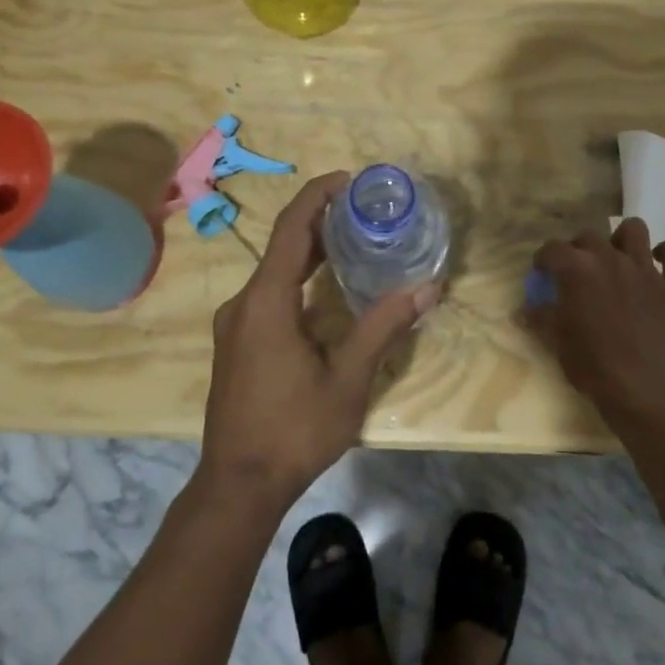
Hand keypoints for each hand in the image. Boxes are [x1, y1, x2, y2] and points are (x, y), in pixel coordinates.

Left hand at [200, 172, 433, 505]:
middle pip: (282, 245)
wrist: (238, 484)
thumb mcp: (348, 378)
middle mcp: (243, 303)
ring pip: (275, 271)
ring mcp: (235, 324)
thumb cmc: (295, 430)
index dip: (317, 196)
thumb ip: (384, 327)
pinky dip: (298, 278)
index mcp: (266, 302)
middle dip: (321, 221)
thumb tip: (429, 288)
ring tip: (354, 239)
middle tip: (365, 210)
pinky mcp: (237, 342)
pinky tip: (328, 288)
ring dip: (311, 251)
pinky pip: (269, 293)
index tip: (349, 180)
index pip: (291, 229)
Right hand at [530, 219, 664, 424]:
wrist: (642, 389)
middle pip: (590, 236)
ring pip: (634, 230)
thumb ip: (540, 319)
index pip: (553, 249)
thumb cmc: (592, 365)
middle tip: (578, 270)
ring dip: (622, 238)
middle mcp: (611, 259)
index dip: (544, 259)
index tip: (543, 272)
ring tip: (618, 256)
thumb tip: (521, 311)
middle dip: (579, 248)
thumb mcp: (557, 342)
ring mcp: (646, 270)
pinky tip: (659, 262)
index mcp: (578, 270)